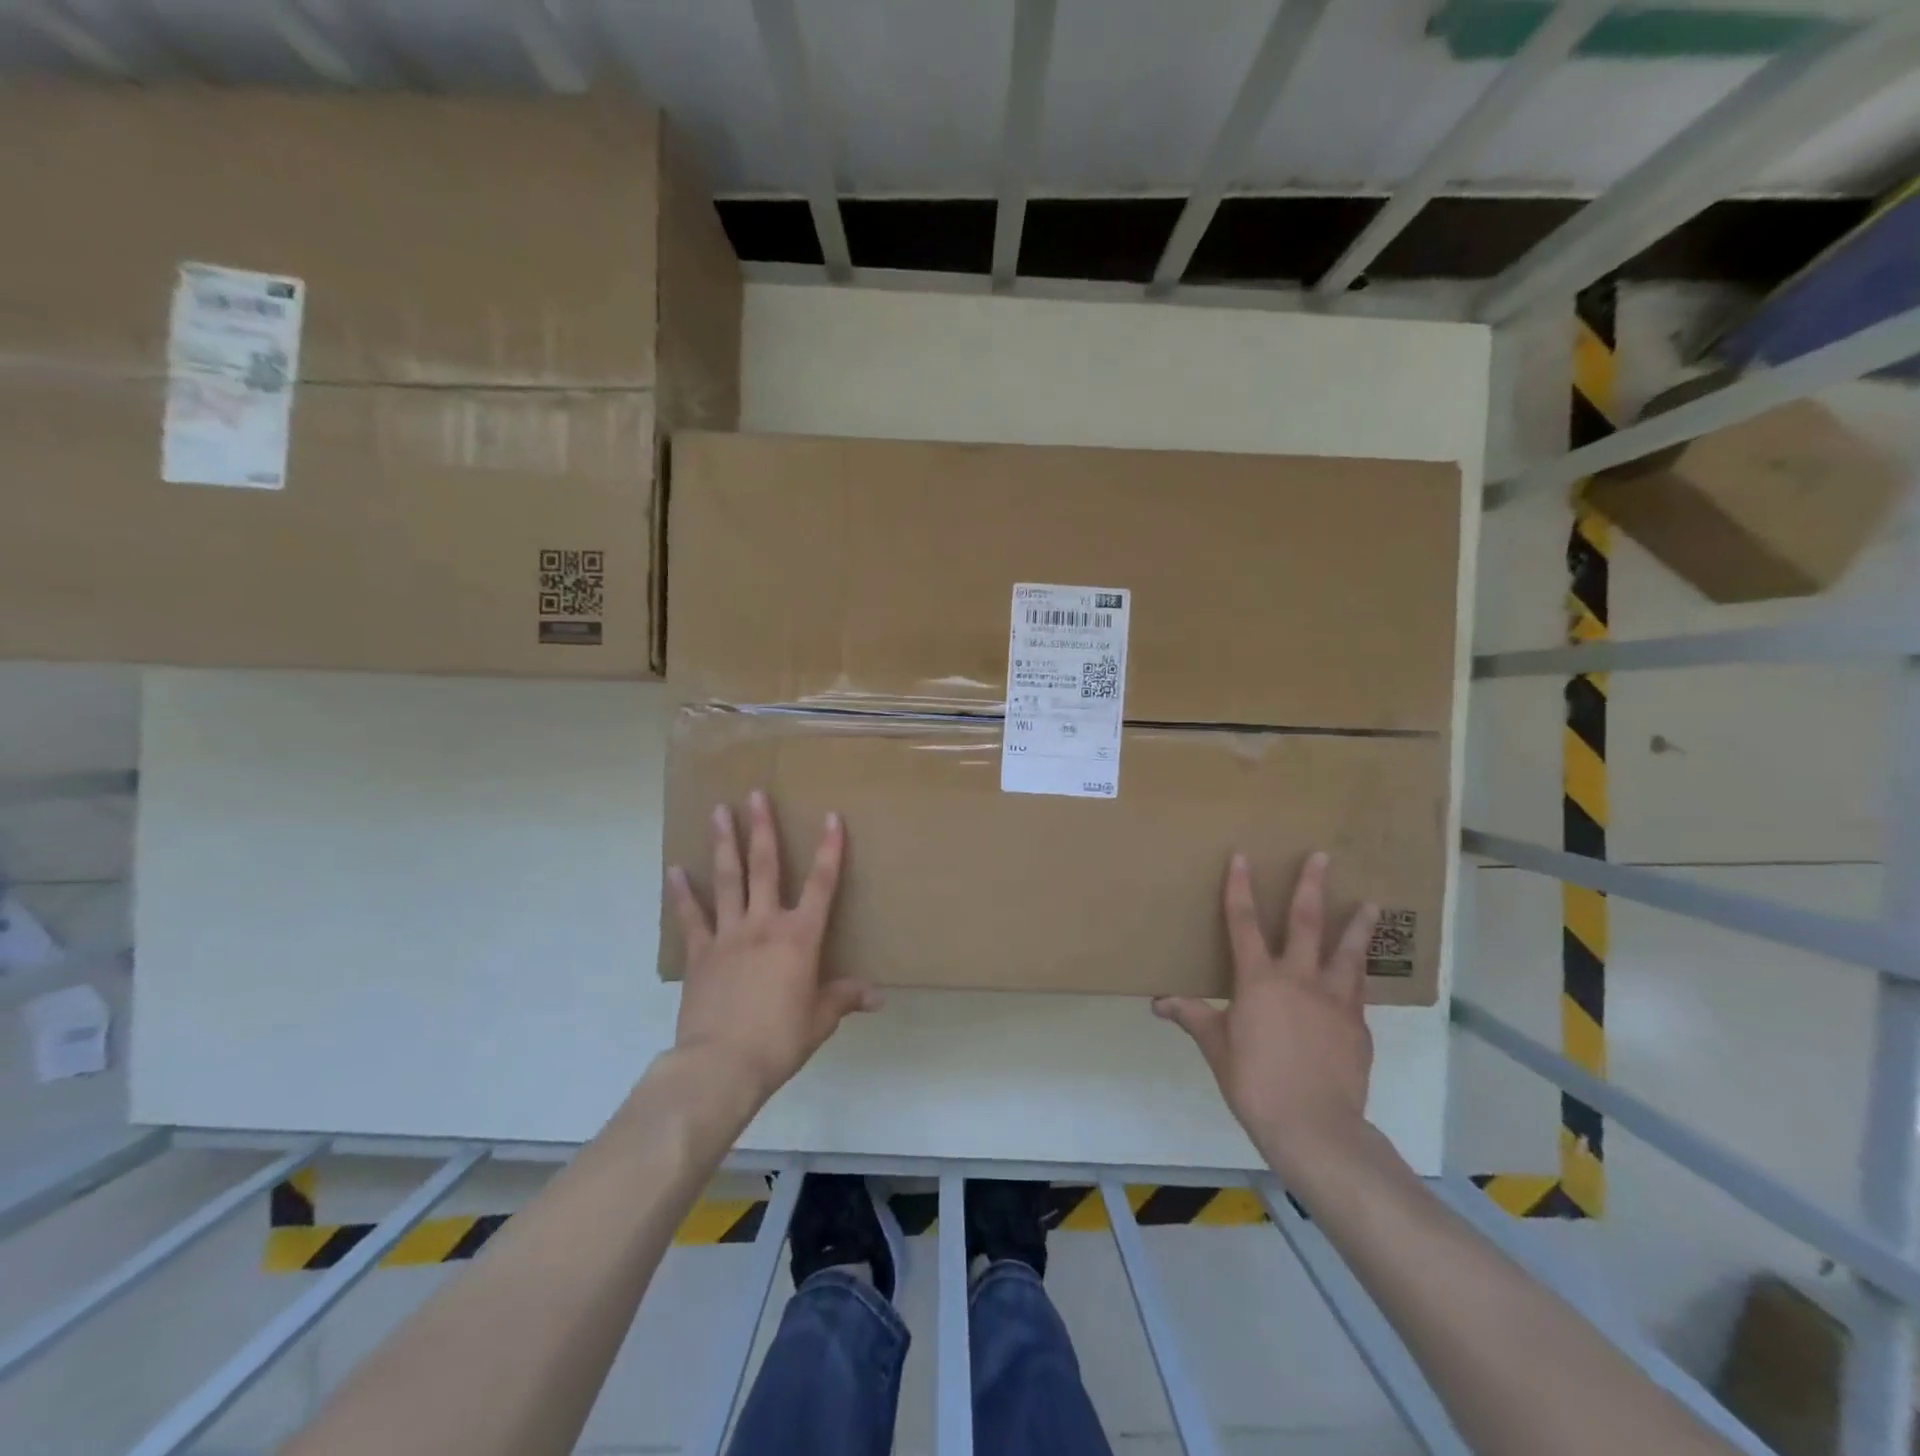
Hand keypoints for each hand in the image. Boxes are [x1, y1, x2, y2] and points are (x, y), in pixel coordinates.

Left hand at [666, 791, 880, 1103]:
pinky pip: (691, 917)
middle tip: (754, 794)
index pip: (821, 883)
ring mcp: (728, 935)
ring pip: (727, 879)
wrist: (721, 1065)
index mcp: (800, 937)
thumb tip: (878, 996)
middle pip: (764, 866)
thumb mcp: (820, 1019)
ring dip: (723, 844)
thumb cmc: (780, 1039)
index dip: (829, 849)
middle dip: (762, 828)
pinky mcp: (700, 953)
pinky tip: (674, 870)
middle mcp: (764, 924)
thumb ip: (844, 998)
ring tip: (718, 811)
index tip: (830, 817)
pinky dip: (682, 893)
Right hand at [1153, 851, 1377, 1177]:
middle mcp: (1300, 979)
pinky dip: (1360, 975)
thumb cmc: (1254, 1081)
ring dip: (1358, 925)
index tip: (1243, 856)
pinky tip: (1363, 972)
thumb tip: (1159, 1003)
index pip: (1244, 922)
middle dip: (1312, 886)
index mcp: (1259, 979)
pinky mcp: (1358, 1026)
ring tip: (1372, 903)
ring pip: (1348, 952)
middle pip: (1306, 922)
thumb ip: (1194, 1016)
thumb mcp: (1216, 1047)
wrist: (1314, 1126)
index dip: (1240, 887)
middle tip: (1323, 856)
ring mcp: (1335, 1001)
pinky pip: (1359, 991)